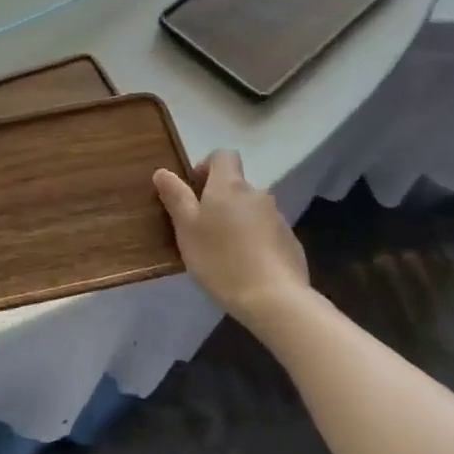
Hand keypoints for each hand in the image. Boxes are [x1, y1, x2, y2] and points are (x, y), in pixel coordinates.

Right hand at [154, 148, 309, 323]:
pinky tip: (245, 266)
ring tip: (223, 252)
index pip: (223, 155)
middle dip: (219, 200)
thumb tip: (163, 171)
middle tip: (202, 229)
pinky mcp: (290, 241)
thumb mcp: (186, 229)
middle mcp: (257, 194)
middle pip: (236, 185)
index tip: (194, 189)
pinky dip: (254, 240)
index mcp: (229, 186)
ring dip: (237, 221)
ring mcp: (278, 217)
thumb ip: (175, 197)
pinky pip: (266, 231)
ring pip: (251, 210)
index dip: (207, 165)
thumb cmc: (220, 259)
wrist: (273, 298)